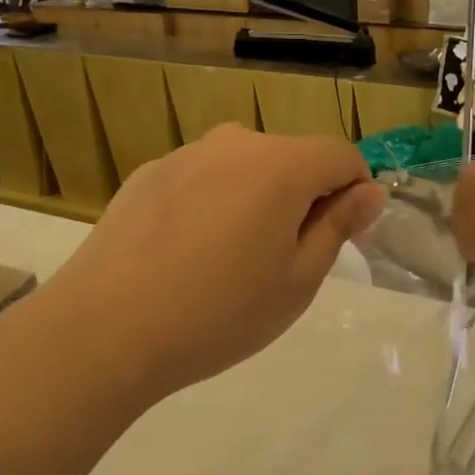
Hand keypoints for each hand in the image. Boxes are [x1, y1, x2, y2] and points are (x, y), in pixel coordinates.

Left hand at [33, 126, 385, 404]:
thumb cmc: (219, 313)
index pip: (341, 157)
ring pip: (245, 169)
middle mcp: (233, 144)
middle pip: (292, 159)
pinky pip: (203, 181)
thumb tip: (369, 192)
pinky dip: (214, 206)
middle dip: (304, 199)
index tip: (343, 241)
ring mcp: (184, 155)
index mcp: (280, 165)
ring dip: (257, 202)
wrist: (105, 330)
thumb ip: (338, 226)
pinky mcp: (147, 176)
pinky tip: (188, 256)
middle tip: (284, 263)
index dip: (355, 194)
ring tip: (231, 263)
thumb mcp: (297, 280)